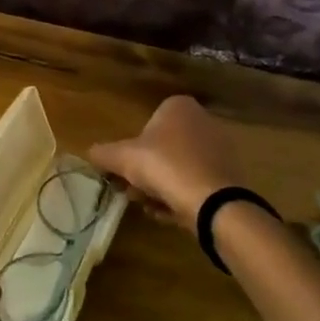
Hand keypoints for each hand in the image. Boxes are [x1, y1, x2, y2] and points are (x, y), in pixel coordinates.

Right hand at [89, 95, 242, 234]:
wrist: (213, 202)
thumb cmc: (165, 166)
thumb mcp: (123, 158)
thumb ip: (103, 153)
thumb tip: (90, 152)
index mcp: (178, 107)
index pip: (148, 123)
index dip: (132, 149)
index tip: (123, 171)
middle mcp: (203, 121)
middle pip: (163, 148)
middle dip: (146, 172)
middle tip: (133, 192)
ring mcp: (220, 149)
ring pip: (179, 167)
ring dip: (161, 187)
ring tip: (150, 207)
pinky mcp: (230, 176)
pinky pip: (197, 184)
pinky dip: (182, 196)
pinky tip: (170, 214)